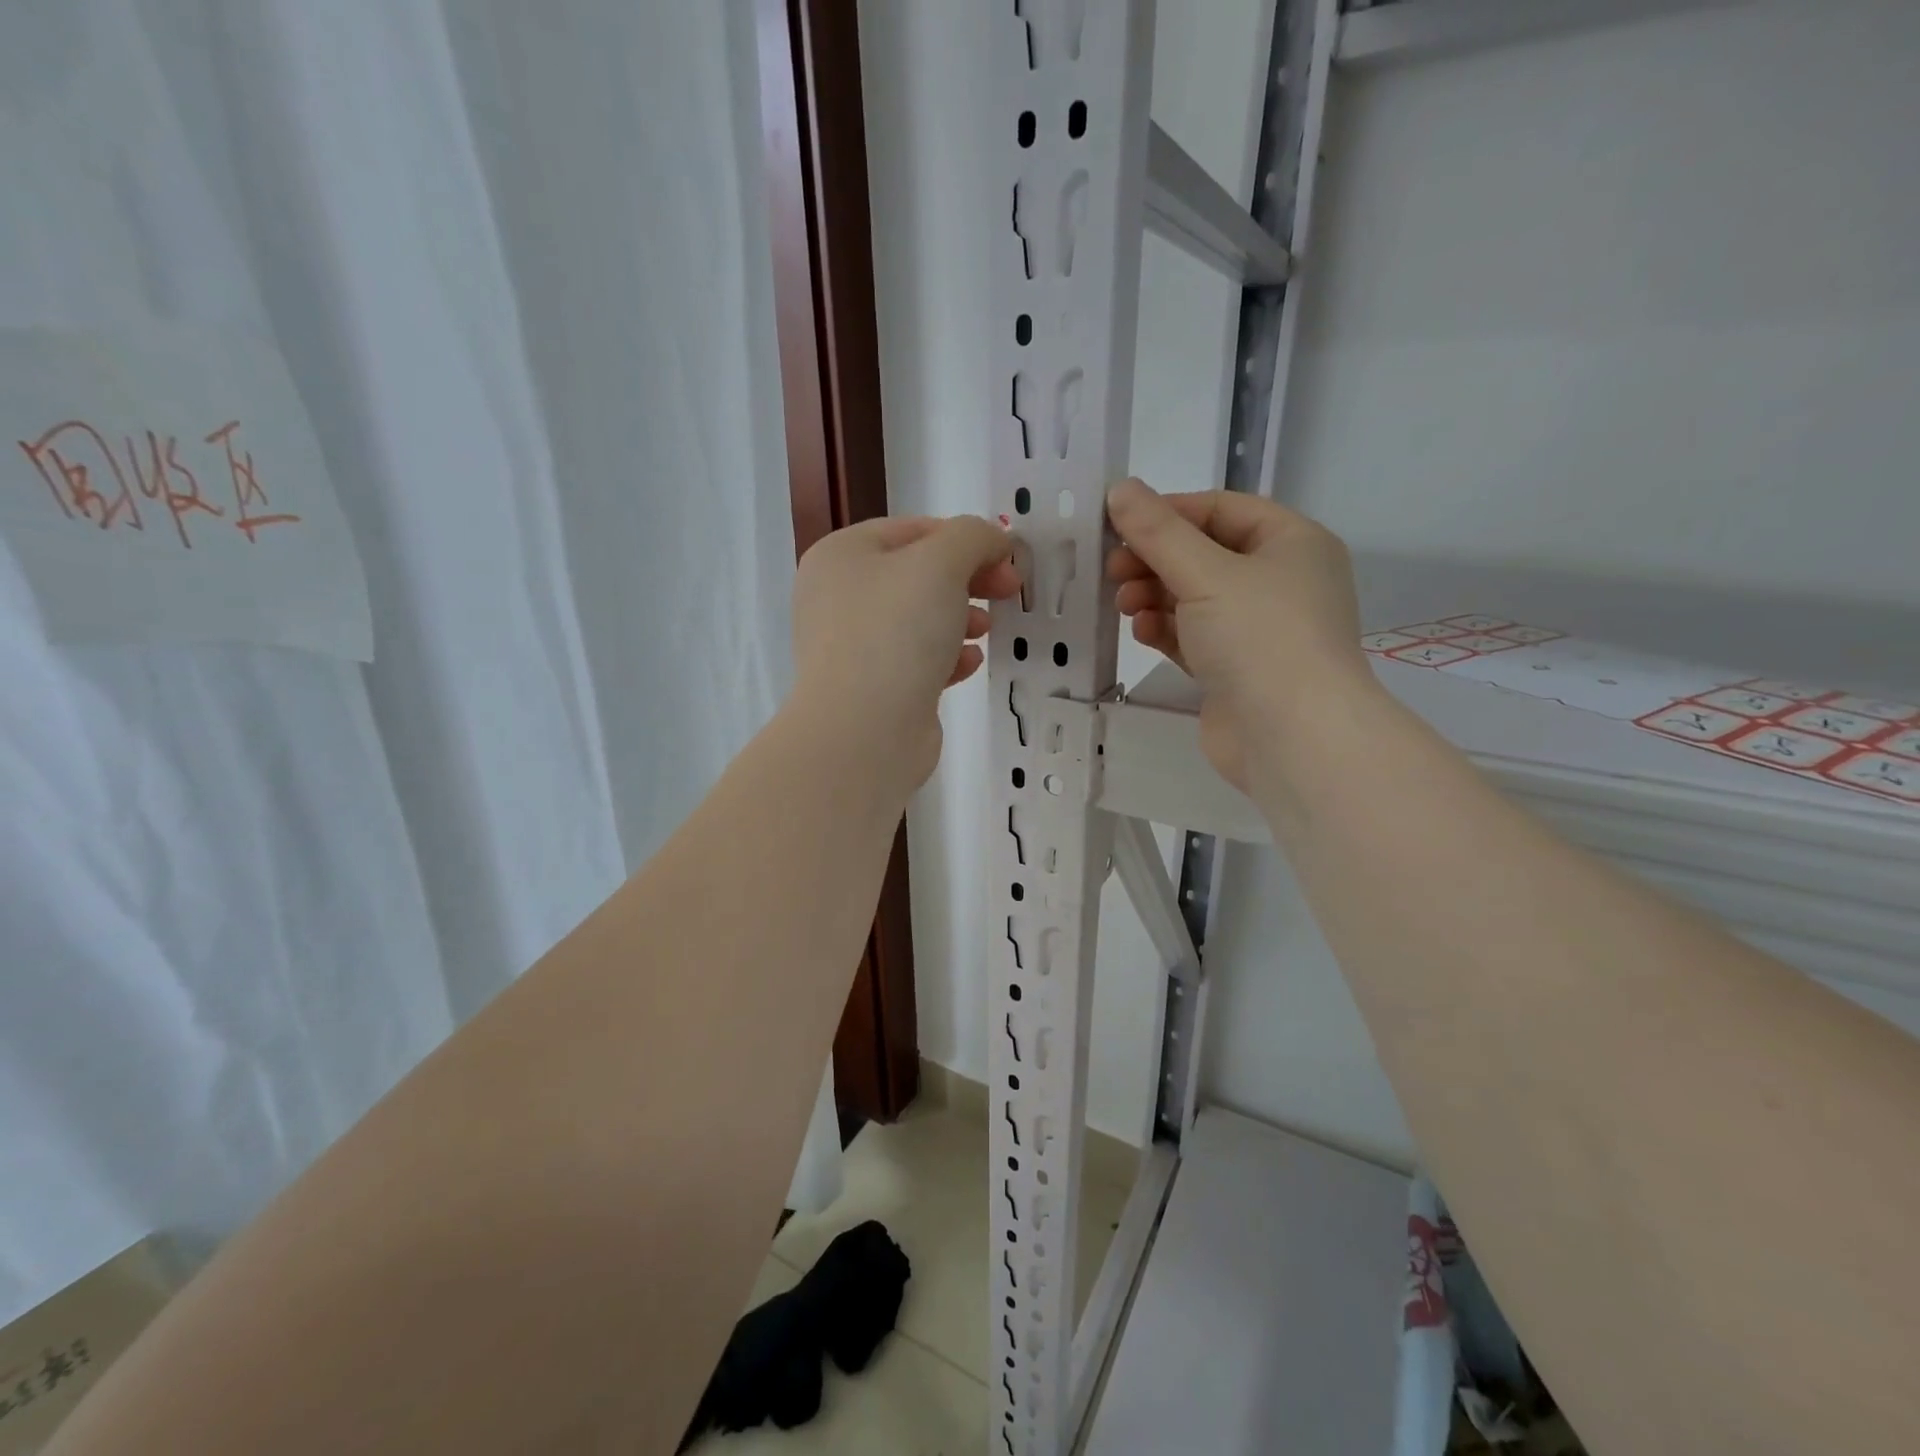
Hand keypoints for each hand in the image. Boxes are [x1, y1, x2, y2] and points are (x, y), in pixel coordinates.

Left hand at [790, 515, 1020, 791]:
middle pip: (917, 575)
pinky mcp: (871, 687)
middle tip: (1007, 592)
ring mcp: (851, 645)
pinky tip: (966, 665)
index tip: (1008, 562)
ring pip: (919, 619)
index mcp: (841, 556)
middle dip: (968, 580)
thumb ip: (973, 537)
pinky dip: (945, 657)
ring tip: (983, 632)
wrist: (863, 732)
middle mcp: (838, 596)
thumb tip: (994, 543)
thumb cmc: (896, 632)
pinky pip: (915, 659)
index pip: (914, 530)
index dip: (967, 539)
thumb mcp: (941, 562)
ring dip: (959, 619)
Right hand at [1106, 479, 1373, 789]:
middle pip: (1204, 555)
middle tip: (1112, 570)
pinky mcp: (1237, 670)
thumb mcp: (1206, 573)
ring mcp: (1259, 630)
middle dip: (1155, 560)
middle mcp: (1280, 581)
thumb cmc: (1260, 637)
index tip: (1118, 525)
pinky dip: (1167, 631)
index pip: (1221, 509)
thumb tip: (1119, 488)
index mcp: (1291, 543)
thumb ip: (1158, 531)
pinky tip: (1142, 633)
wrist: (1294, 738)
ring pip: (1195, 598)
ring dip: (1155, 596)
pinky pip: (1194, 637)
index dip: (1168, 513)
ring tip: (1125, 606)